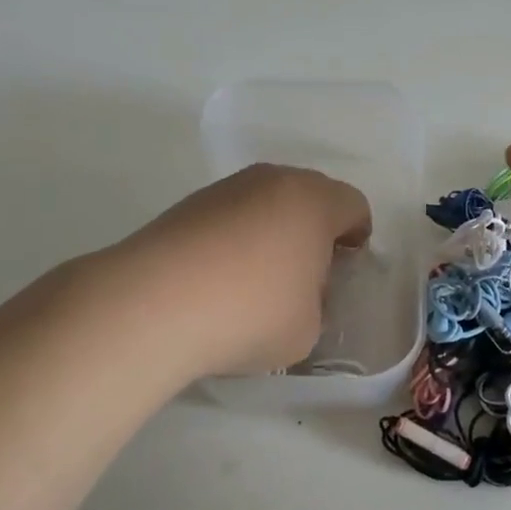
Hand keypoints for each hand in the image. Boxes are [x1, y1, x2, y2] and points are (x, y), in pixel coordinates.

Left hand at [110, 163, 371, 380]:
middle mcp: (274, 181)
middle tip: (307, 273)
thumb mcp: (308, 328)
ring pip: (267, 202)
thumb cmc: (250, 313)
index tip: (346, 267)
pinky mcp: (188, 204)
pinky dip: (235, 238)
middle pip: (310, 196)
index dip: (357, 236)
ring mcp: (227, 188)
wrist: (152, 304)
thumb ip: (316, 303)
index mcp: (314, 202)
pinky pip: (231, 215)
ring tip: (257, 279)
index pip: (354, 206)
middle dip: (315, 230)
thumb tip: (297, 290)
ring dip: (273, 231)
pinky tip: (220, 279)